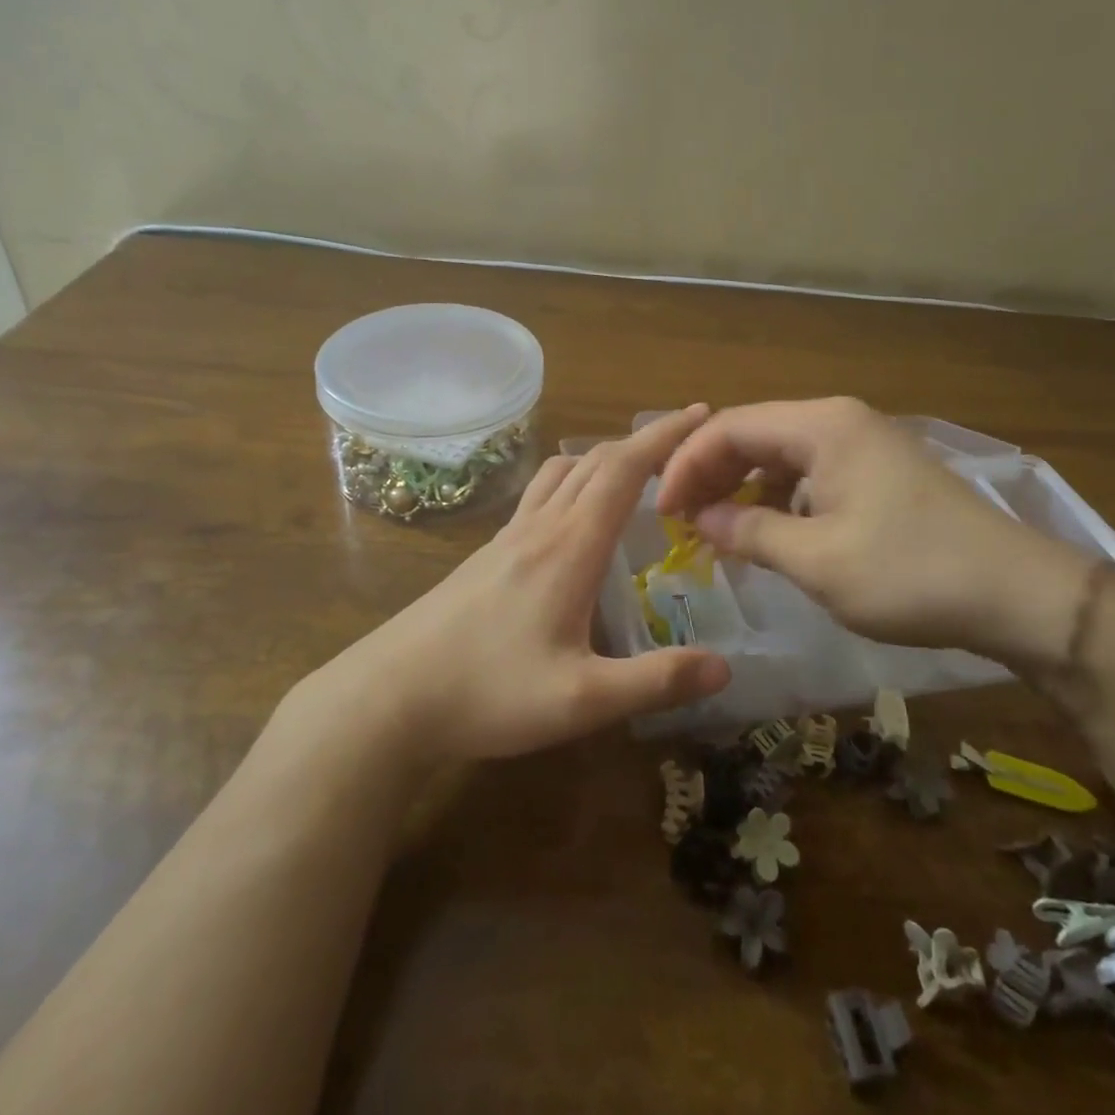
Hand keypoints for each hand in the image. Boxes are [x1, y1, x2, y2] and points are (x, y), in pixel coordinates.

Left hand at [304, 406, 731, 763]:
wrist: (389, 696)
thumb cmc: (488, 693)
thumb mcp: (581, 700)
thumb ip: (655, 682)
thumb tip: (725, 668)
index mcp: (569, 546)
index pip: (624, 469)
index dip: (665, 437)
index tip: (701, 413)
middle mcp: (540, 527)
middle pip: (596, 461)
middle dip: (644, 441)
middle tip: (685, 442)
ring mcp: (509, 536)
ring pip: (562, 472)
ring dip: (605, 457)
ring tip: (637, 470)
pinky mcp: (488, 553)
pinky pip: (540, 494)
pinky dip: (574, 480)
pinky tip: (575, 514)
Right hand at [655, 397, 1091, 672]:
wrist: (1019, 594)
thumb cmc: (910, 573)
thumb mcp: (817, 560)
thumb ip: (750, 531)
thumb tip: (704, 519)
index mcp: (822, 426)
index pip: (730, 427)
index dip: (687, 466)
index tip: (664, 514)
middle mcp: (840, 420)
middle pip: (754, 434)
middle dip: (711, 474)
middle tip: (683, 522)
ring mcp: (864, 444)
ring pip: (781, 454)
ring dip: (744, 487)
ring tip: (719, 529)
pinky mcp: (881, 471)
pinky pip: (812, 473)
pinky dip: (781, 498)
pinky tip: (772, 532)